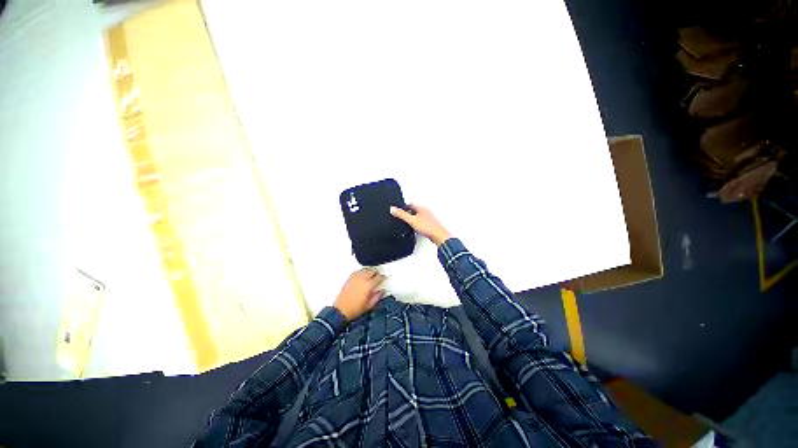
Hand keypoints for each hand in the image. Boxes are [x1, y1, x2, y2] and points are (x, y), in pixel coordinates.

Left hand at [334, 268, 385, 321]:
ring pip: (365, 269)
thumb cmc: (355, 309)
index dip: (383, 277)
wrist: (341, 310)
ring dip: (369, 271)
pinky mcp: (349, 278)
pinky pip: (357, 271)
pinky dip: (361, 271)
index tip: (384, 278)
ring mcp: (355, 278)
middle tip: (378, 275)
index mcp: (369, 285)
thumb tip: (382, 291)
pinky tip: (362, 274)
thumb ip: (378, 296)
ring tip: (371, 273)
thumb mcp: (369, 305)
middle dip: (376, 272)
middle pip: (372, 270)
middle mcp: (362, 279)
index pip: (379, 277)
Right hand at [390, 203, 451, 245]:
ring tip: (408, 224)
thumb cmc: (428, 227)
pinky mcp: (430, 224)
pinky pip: (421, 222)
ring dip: (413, 219)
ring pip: (418, 216)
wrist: (438, 236)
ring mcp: (428, 218)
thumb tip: (393, 209)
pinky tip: (415, 229)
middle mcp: (425, 211)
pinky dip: (417, 224)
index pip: (410, 204)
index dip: (403, 207)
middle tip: (402, 217)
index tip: (399, 210)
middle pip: (414, 210)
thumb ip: (402, 215)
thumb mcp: (411, 220)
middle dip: (408, 213)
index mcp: (421, 208)